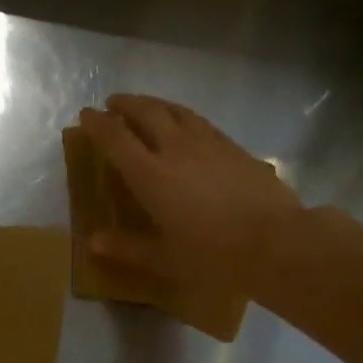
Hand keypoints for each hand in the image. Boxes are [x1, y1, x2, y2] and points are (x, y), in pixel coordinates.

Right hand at [76, 95, 302, 294]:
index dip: (98, 124)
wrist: (277, 243)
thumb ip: (127, 247)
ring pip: (175, 111)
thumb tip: (93, 241)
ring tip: (145, 106)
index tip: (85, 115)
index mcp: (151, 176)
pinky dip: (182, 116)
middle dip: (125, 105)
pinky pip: (200, 122)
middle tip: (112, 104)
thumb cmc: (214, 256)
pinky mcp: (234, 147)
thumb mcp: (165, 259)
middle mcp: (176, 150)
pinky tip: (185, 125)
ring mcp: (209, 144)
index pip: (116, 139)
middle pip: (146, 113)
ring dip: (154, 104)